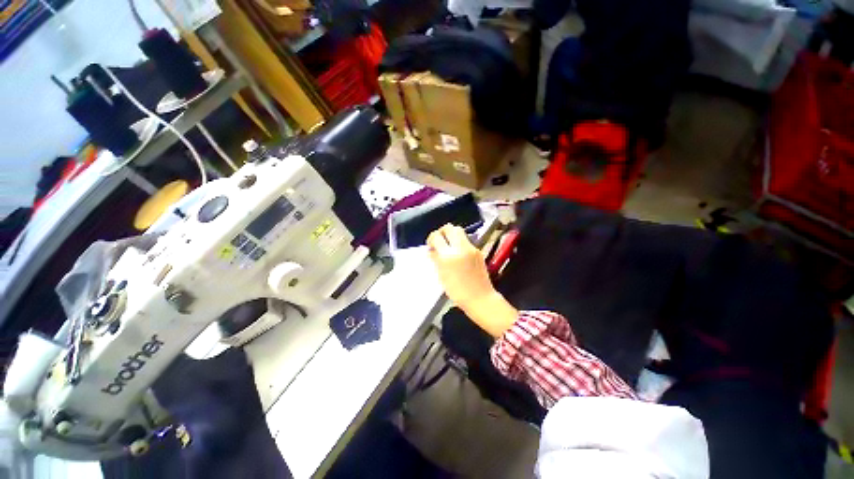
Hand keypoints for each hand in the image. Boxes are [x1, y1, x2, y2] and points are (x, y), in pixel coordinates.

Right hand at [427, 224, 517, 337]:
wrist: (480, 298)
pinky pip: (466, 241)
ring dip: (452, 236)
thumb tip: (431, 250)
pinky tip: (458, 254)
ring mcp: (471, 248)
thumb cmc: (457, 292)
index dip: (431, 238)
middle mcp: (461, 248)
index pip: (437, 236)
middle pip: (450, 228)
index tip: (431, 245)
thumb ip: (436, 259)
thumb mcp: (442, 276)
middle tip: (439, 241)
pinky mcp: (478, 251)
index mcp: (448, 255)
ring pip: (460, 232)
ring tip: (448, 247)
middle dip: (443, 232)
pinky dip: (460, 243)